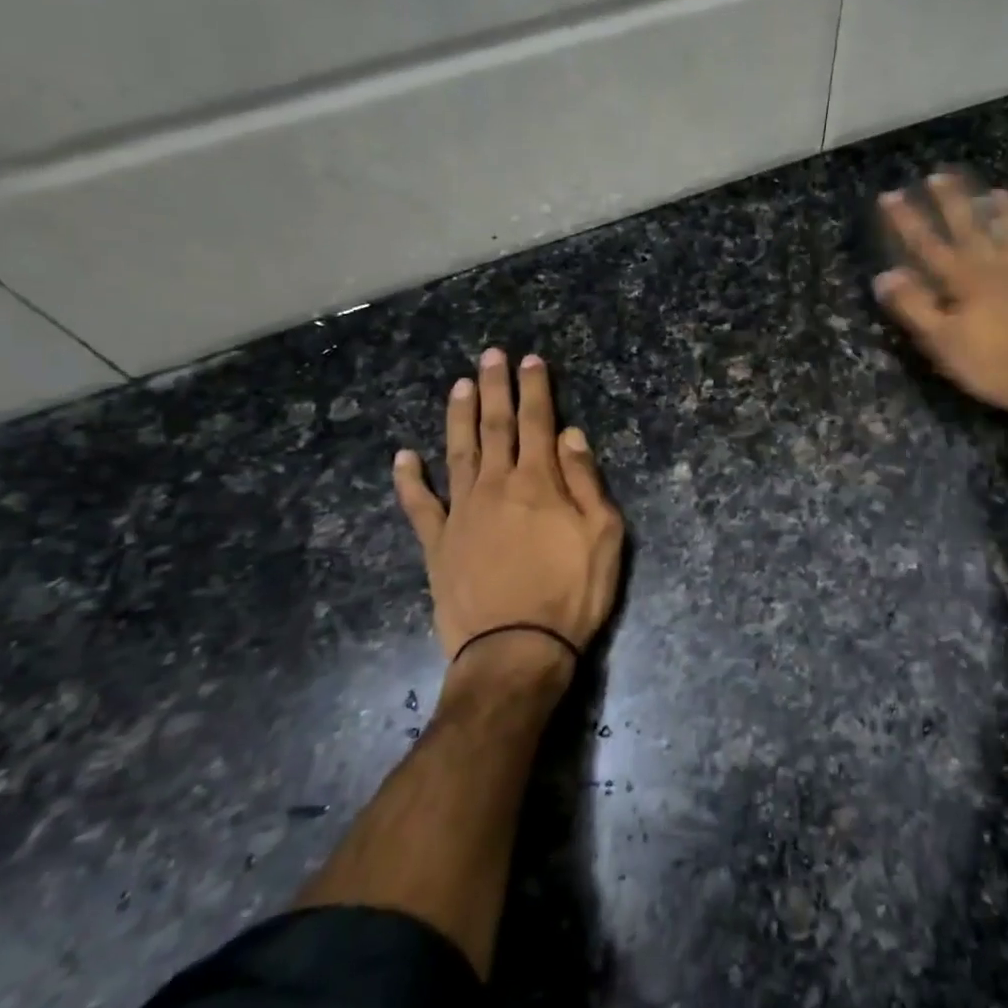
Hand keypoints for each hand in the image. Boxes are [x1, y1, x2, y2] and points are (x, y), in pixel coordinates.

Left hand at [393, 350, 624, 686]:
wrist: (516, 651)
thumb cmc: (571, 594)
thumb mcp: (603, 537)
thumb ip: (587, 482)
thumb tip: (572, 436)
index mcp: (539, 483)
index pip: (539, 423)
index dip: (536, 389)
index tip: (531, 360)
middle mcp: (497, 486)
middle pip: (495, 426)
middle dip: (495, 388)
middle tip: (491, 355)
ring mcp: (461, 513)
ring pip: (458, 452)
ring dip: (459, 416)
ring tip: (460, 386)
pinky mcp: (437, 543)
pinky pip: (419, 504)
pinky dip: (409, 479)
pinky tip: (404, 456)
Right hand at [873, 173, 1007, 434]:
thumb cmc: (995, 366)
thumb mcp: (944, 343)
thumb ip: (914, 307)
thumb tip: (884, 275)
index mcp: (963, 280)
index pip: (927, 244)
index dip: (907, 220)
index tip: (890, 195)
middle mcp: (995, 264)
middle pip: (968, 225)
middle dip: (950, 200)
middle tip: (939, 174)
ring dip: (996, 208)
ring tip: (991, 188)